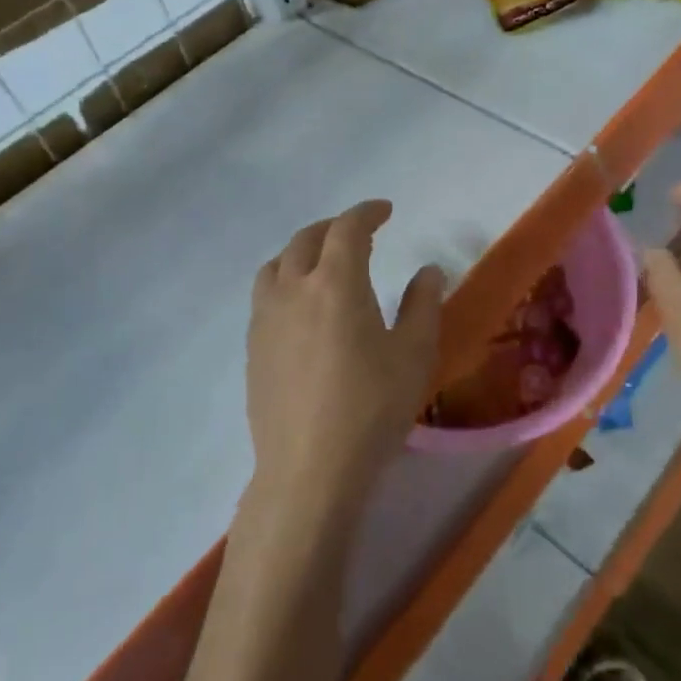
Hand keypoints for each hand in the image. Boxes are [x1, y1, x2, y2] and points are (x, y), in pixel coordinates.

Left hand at [245, 200, 445, 524]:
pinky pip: (265, 294)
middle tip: (358, 233)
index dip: (367, 212)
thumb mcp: (413, 354)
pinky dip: (284, 280)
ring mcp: (265, 318)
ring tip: (322, 263)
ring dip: (301, 251)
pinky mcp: (252, 347)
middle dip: (334, 227)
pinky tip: (301, 306)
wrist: (309, 469)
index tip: (385, 211)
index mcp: (335, 283)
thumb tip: (427, 271)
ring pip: (276, 264)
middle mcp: (293, 289)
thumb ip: (422, 305)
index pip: (347, 228)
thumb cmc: (371, 408)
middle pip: (306, 239)